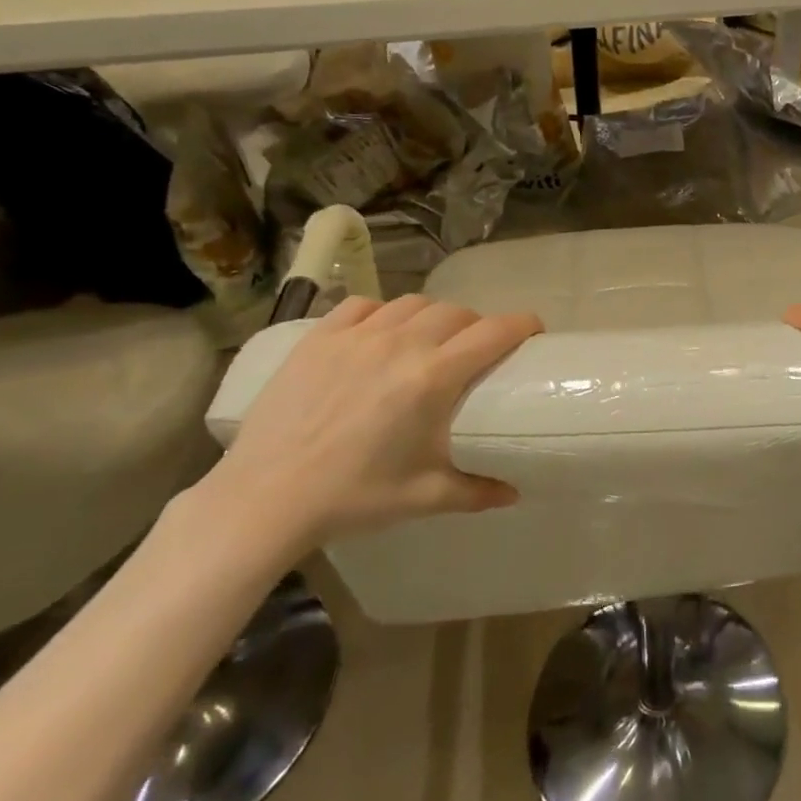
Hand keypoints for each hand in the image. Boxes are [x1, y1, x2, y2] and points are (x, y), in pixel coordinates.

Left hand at [194, 296, 542, 556]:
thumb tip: (514, 494)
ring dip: (433, 316)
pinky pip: (363, 305)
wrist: (265, 498)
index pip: (494, 332)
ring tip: (430, 339)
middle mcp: (401, 344)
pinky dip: (383, 313)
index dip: (522, 324)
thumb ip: (477, 491)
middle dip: (477, 324)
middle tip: (477, 349)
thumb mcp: (424, 497)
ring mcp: (357, 336)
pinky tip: (380, 333)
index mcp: (433, 378)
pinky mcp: (319, 337)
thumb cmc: (353, 497)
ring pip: (413, 303)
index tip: (534, 330)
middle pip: (457, 312)